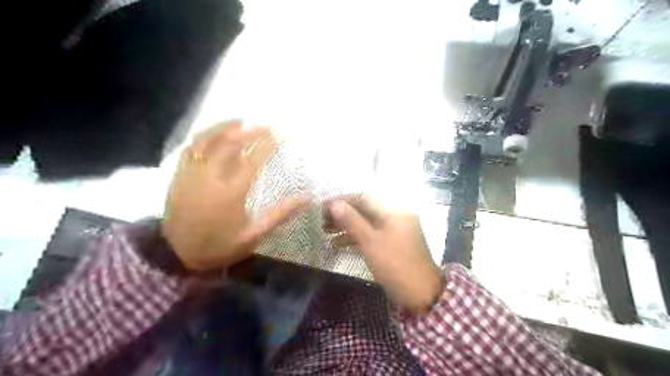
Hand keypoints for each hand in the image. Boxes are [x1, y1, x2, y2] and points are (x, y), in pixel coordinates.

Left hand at [160, 121, 306, 270]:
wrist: (176, 255)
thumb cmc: (220, 246)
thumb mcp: (254, 236)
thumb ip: (280, 215)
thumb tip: (306, 197)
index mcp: (231, 193)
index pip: (253, 160)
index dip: (268, 145)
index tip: (280, 136)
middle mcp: (211, 177)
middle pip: (231, 144)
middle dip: (251, 132)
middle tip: (266, 127)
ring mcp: (192, 174)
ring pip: (207, 140)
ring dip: (224, 127)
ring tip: (240, 121)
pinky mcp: (179, 175)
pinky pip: (190, 148)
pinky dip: (203, 137)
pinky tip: (214, 133)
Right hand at [329, 197, 442, 313]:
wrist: (421, 294)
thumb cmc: (395, 264)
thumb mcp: (371, 241)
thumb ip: (352, 221)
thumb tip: (334, 204)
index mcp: (394, 210)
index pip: (364, 198)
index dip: (342, 201)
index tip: (323, 206)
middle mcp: (395, 216)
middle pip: (364, 210)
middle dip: (342, 214)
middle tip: (321, 220)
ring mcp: (394, 231)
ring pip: (366, 223)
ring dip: (346, 227)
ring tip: (324, 231)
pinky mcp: (392, 244)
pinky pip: (371, 235)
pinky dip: (355, 238)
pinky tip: (337, 244)